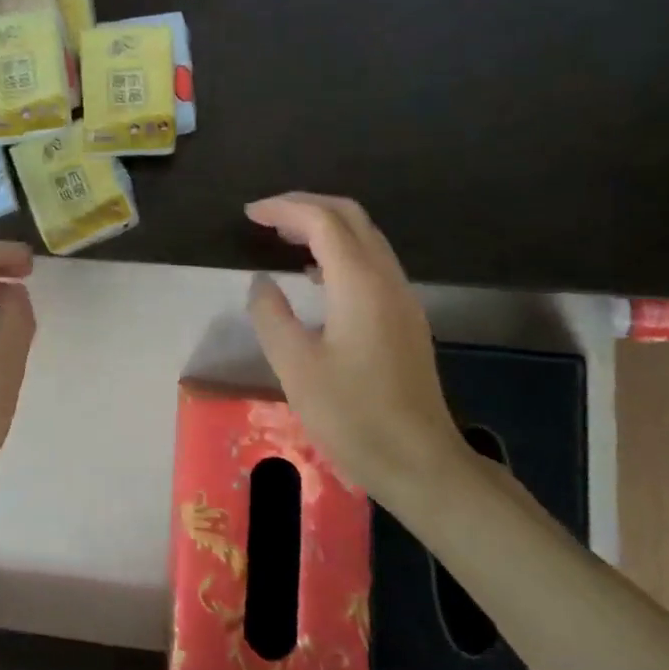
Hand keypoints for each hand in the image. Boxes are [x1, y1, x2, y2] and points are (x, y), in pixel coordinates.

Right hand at [244, 194, 464, 501]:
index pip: (323, 221)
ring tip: (282, 237)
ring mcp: (401, 298)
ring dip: (324, 227)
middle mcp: (387, 280)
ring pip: (364, 238)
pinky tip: (313, 274)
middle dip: (306, 207)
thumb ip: (271, 315)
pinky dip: (338, 251)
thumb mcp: (294, 366)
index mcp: (360, 284)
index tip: (248, 214)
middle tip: (265, 217)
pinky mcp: (404, 319)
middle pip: (350, 218)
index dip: (283, 209)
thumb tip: (261, 282)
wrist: (420, 462)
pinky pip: (370, 263)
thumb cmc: (352, 415)